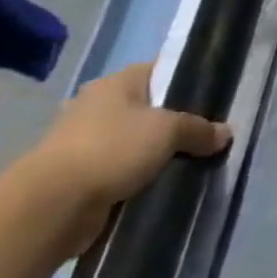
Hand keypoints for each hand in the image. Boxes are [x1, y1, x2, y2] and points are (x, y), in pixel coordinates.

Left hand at [20, 63, 230, 252]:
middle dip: (176, 122)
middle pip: (149, 108)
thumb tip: (224, 133)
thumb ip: (199, 129)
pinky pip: (122, 170)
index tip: (214, 97)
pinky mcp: (80, 175)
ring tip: (191, 161)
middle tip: (207, 134)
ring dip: (157, 153)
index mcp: (116, 83)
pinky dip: (140, 176)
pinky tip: (163, 183)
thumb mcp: (169, 131)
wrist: (52, 206)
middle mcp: (97, 106)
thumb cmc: (112, 149)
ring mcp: (85, 142)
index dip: (187, 80)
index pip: (160, 71)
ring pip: (136, 141)